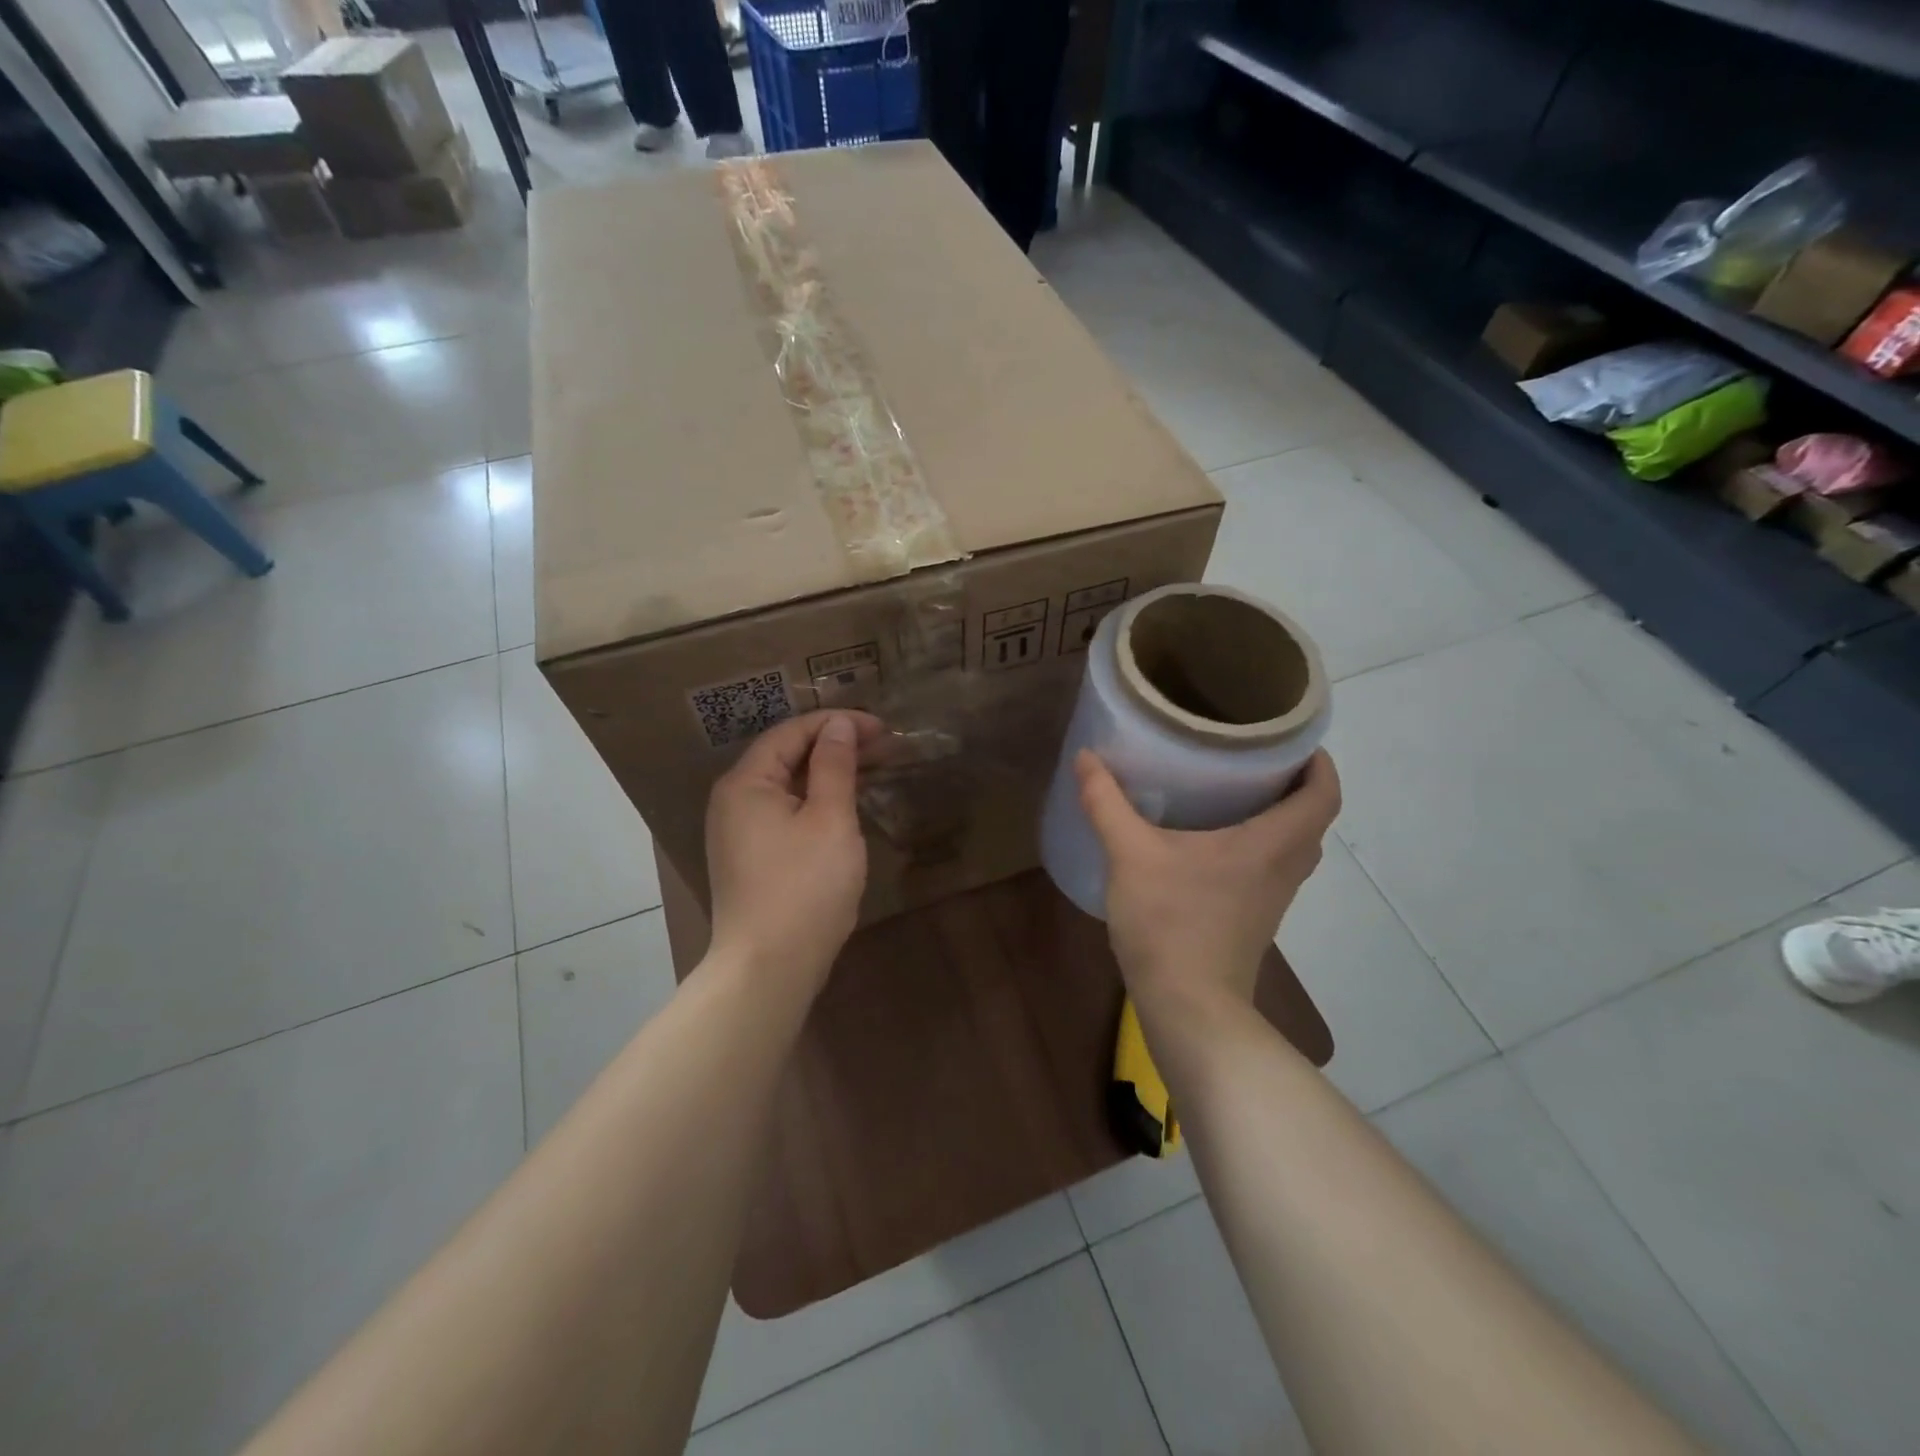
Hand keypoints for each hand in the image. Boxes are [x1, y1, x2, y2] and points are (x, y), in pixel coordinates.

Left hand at [706, 710, 883, 994]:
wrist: (769, 967)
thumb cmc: (804, 887)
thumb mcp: (829, 819)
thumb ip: (834, 766)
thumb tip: (839, 725)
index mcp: (746, 782)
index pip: (791, 732)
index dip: (837, 723)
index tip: (882, 727)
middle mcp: (734, 800)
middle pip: (786, 756)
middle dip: (834, 746)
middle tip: (884, 746)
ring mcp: (738, 832)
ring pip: (787, 786)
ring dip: (827, 773)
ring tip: (871, 769)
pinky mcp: (750, 857)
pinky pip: (784, 812)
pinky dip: (815, 801)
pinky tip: (845, 805)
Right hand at [1075, 749, 1341, 1011]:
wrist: (1188, 1006)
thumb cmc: (1169, 923)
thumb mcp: (1130, 855)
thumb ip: (1106, 803)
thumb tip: (1087, 756)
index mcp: (1269, 844)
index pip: (1323, 795)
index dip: (1319, 762)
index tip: (1293, 738)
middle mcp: (1282, 868)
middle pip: (1312, 818)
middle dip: (1295, 784)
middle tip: (1256, 757)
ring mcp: (1272, 898)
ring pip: (1293, 847)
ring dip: (1279, 817)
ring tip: (1237, 791)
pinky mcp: (1255, 919)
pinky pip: (1272, 868)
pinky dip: (1259, 846)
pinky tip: (1214, 842)